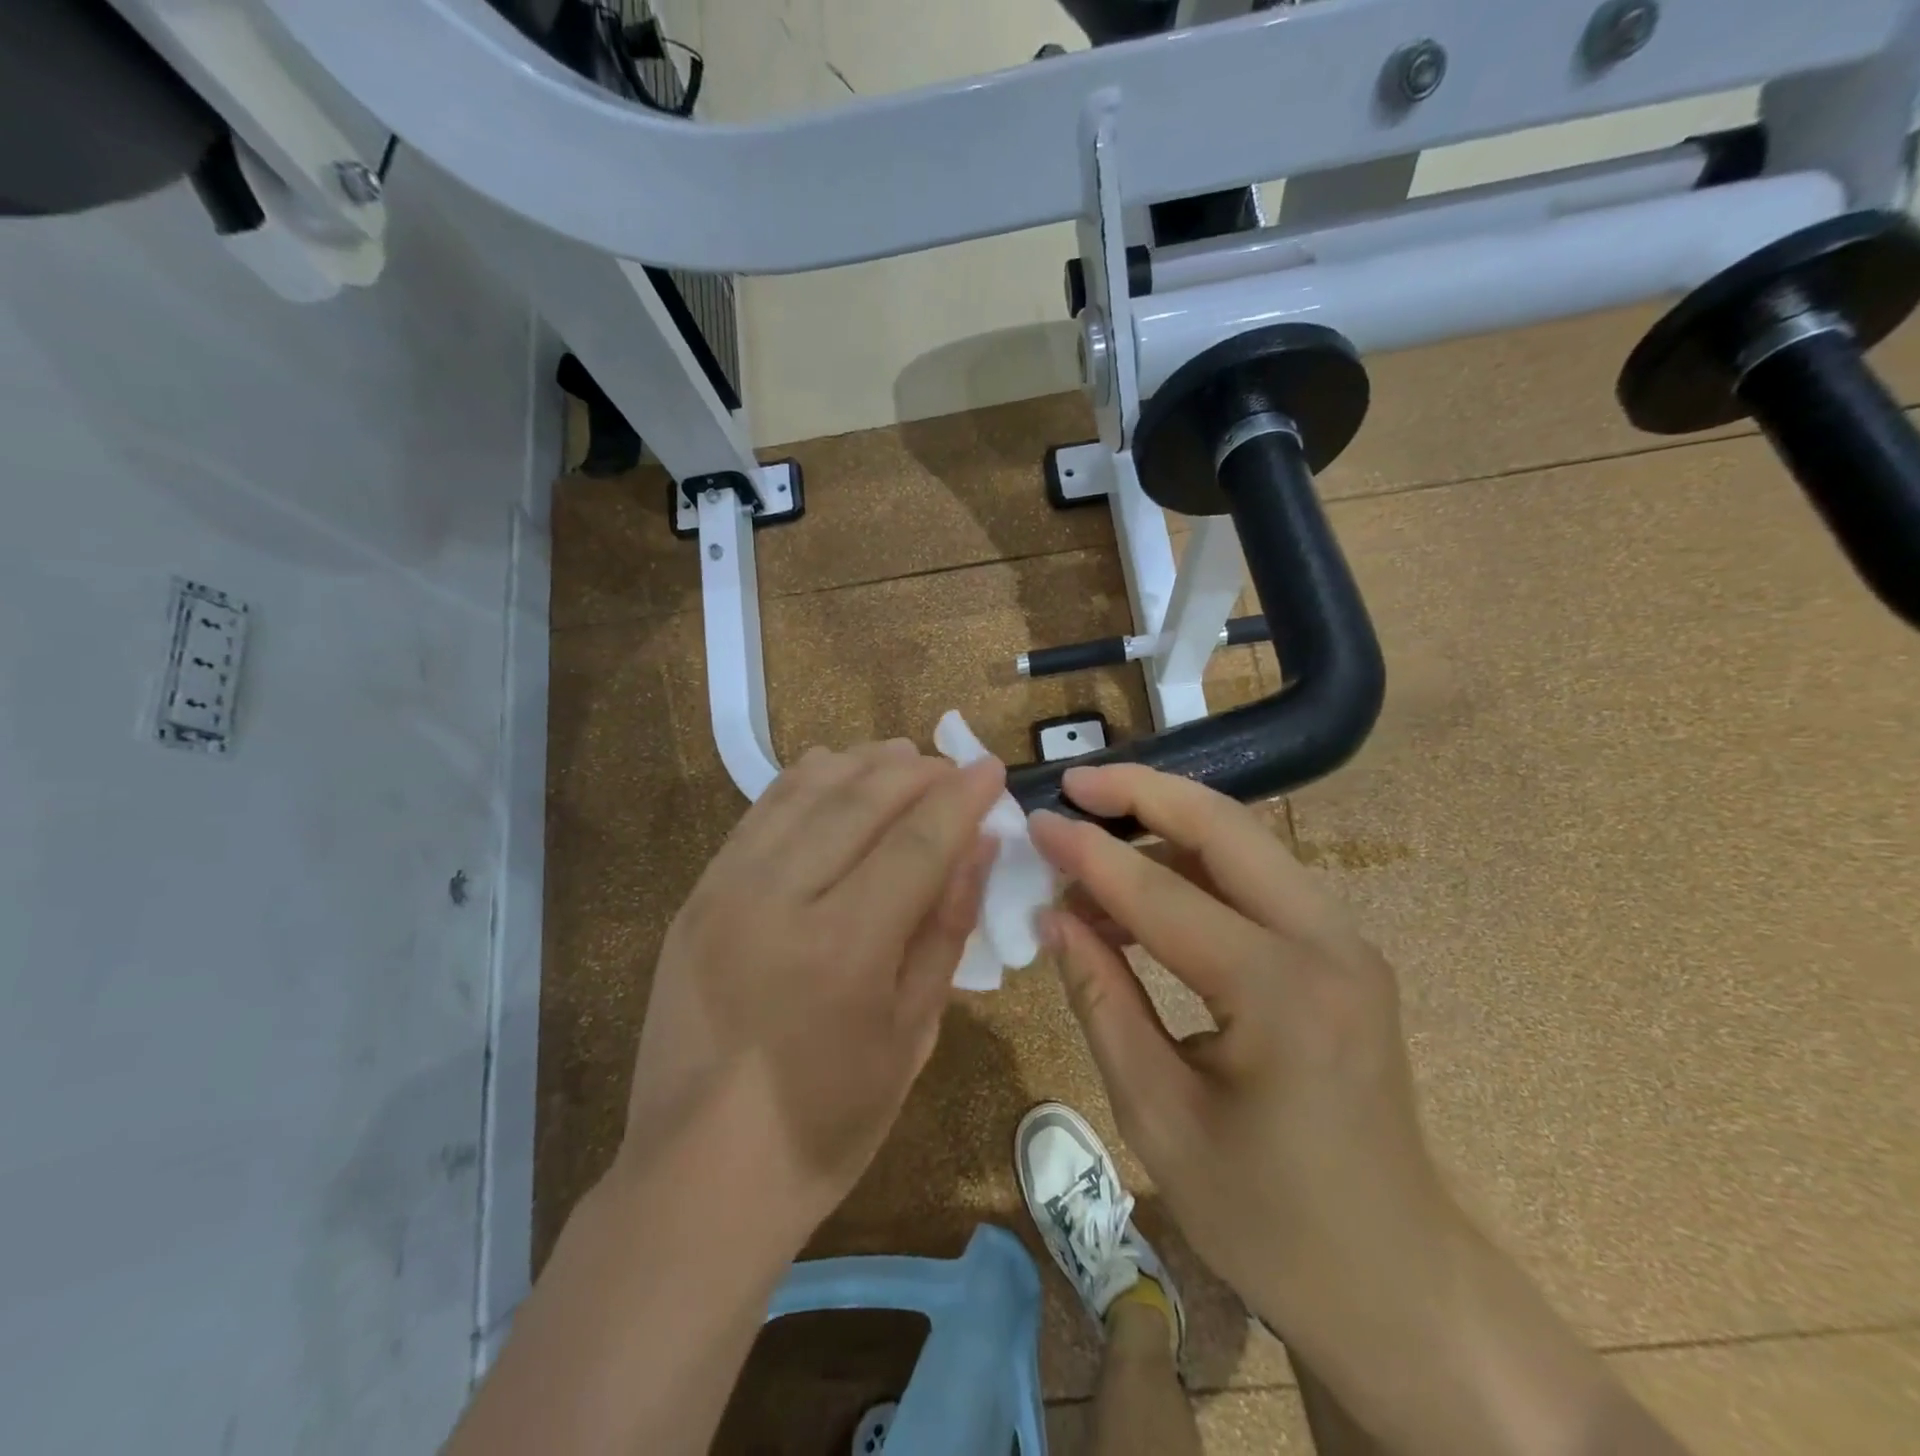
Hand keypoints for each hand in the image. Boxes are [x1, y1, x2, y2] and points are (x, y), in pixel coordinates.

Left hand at [619, 740, 1004, 1236]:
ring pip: (805, 793)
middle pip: (861, 802)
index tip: (991, 769)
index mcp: (845, 947)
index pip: (918, 842)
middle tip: (950, 765)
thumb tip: (978, 847)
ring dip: (861, 765)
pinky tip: (833, 772)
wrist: (699, 1176)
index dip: (961, 798)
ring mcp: (727, 890)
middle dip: (916, 772)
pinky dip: (803, 782)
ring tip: (901, 756)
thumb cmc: (827, 1122)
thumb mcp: (911, 1034)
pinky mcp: (697, 895)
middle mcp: (780, 900)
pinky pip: (758, 814)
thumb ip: (945, 928)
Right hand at [1028, 764, 1462, 1339]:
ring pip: (1245, 844)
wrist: (1396, 1281)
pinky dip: (1195, 868)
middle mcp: (1328, 944)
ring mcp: (1346, 943)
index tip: (1034, 822)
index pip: (1162, 893)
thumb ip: (1102, 1001)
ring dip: (1166, 829)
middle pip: (1225, 827)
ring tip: (1092, 849)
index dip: (1088, 855)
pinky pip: (1258, 882)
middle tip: (1075, 784)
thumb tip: (1053, 918)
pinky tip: (1143, 893)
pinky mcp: (1342, 953)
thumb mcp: (1158, 1117)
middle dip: (1143, 792)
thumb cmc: (1269, 1221)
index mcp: (1283, 994)